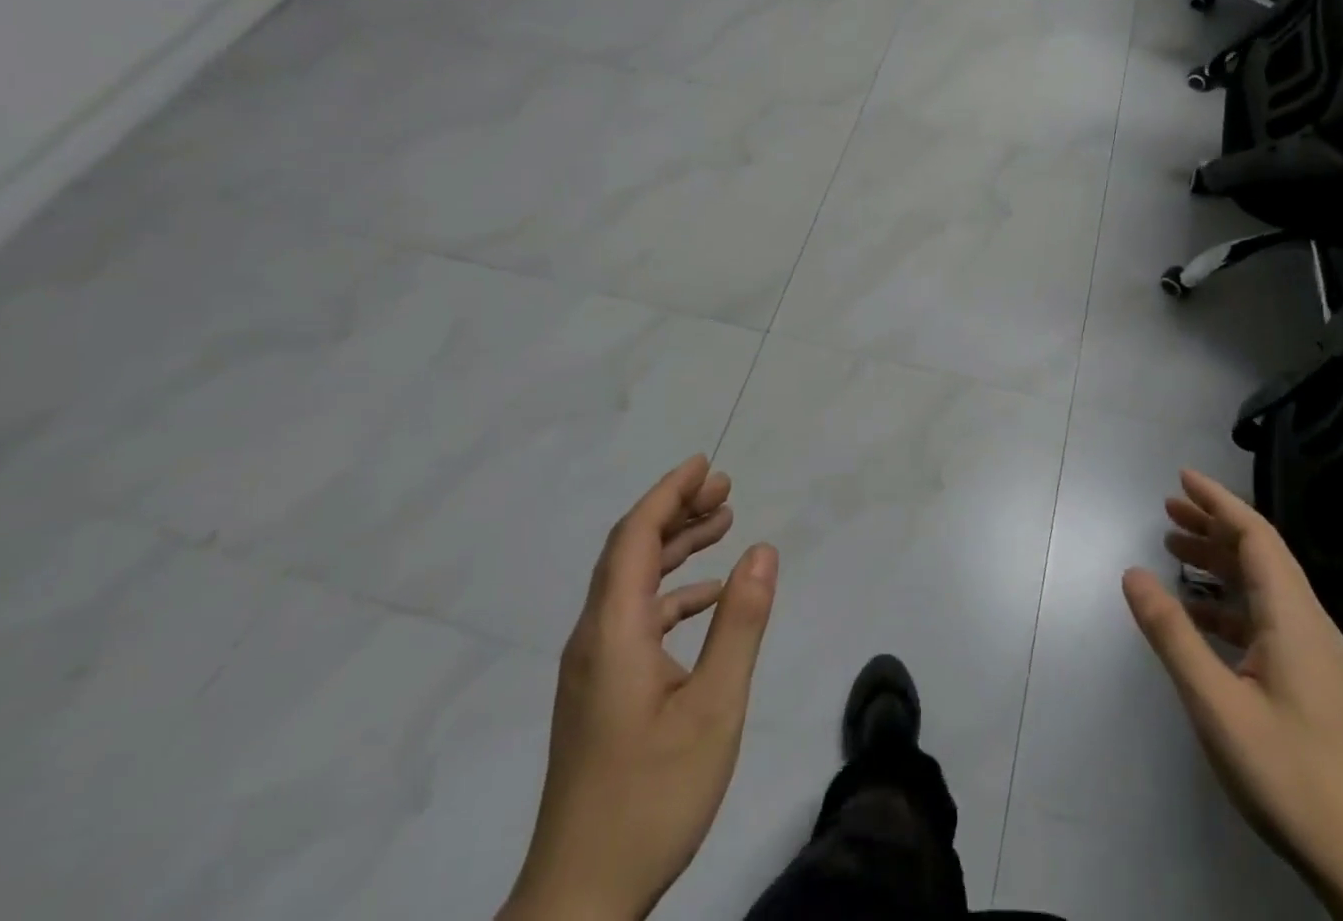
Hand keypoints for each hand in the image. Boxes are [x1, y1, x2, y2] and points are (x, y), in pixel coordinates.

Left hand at [501, 456, 777, 920]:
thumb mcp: (714, 708)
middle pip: (630, 551)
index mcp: (612, 631)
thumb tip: (763, 550)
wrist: (579, 901)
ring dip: (674, 548)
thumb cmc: (651, 798)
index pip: (635, 536)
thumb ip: (740, 624)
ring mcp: (593, 668)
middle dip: (676, 511)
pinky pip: (635, 617)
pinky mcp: (600, 693)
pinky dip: (672, 593)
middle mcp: (594, 638)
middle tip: (725, 489)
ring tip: (722, 525)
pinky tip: (708, 598)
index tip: (705, 465)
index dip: (668, 493)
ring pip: (632, 584)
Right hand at [1123, 470, 1342, 920]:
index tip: (1182, 478)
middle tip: (1167, 510)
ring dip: (1219, 561)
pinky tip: (1198, 613)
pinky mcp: (1309, 677)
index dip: (1219, 503)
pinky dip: (1228, 600)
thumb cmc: (1287, 774)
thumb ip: (1173, 634)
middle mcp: (1307, 622)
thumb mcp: (1216, 704)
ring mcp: (1312, 651)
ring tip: (1173, 549)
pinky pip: (1264, 615)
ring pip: (1262, 584)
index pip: (1256, 536)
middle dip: (1213, 526)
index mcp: (1292, 616)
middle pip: (1259, 553)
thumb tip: (1132, 573)